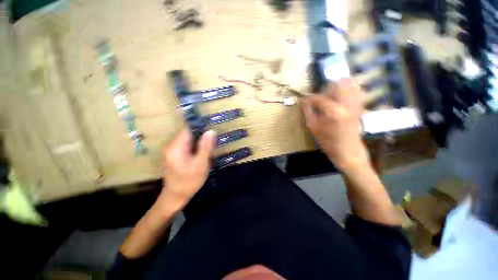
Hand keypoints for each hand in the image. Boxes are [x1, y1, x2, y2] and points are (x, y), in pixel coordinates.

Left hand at [159, 129, 216, 208]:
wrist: (176, 197)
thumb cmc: (189, 181)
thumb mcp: (201, 164)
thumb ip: (206, 147)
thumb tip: (211, 131)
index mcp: (176, 147)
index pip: (188, 129)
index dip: (200, 128)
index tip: (211, 132)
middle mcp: (171, 146)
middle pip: (188, 134)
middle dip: (200, 136)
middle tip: (212, 142)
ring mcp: (171, 151)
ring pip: (187, 140)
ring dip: (198, 142)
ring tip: (208, 147)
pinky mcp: (174, 155)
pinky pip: (186, 146)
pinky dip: (194, 147)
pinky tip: (201, 153)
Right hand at [301, 78, 369, 172]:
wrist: (347, 149)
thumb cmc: (327, 140)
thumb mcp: (313, 127)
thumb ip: (307, 111)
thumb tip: (302, 102)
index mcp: (332, 110)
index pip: (317, 97)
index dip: (308, 98)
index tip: (302, 100)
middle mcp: (346, 103)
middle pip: (336, 83)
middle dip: (325, 87)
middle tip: (319, 96)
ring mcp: (355, 103)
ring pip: (349, 84)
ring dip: (337, 86)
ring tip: (330, 95)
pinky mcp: (359, 105)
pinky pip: (355, 90)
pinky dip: (347, 90)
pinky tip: (340, 97)